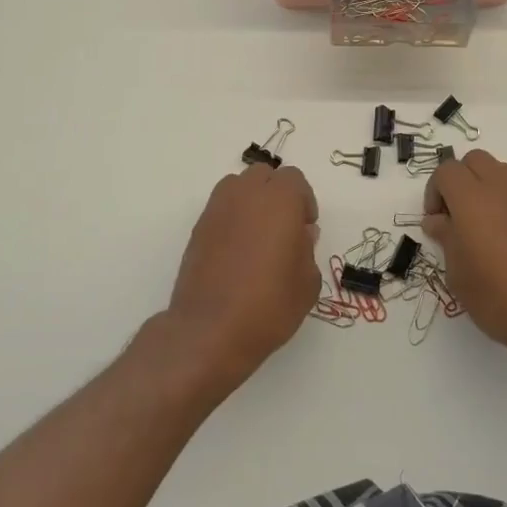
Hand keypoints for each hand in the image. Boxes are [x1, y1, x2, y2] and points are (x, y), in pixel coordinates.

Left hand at [165, 163, 321, 391]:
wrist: (210, 330)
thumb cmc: (269, 305)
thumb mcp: (307, 282)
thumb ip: (307, 249)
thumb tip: (301, 234)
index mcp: (280, 200)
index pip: (294, 179)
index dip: (304, 201)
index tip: (305, 228)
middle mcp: (246, 194)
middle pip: (264, 176)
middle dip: (277, 194)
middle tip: (284, 228)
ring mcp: (218, 208)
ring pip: (239, 186)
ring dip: (252, 201)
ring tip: (258, 236)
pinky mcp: (198, 228)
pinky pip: (221, 208)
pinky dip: (232, 218)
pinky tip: (236, 251)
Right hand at [424, 150, 506, 374]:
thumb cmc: (499, 299)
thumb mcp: (459, 275)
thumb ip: (446, 239)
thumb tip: (438, 221)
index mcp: (472, 199)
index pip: (446, 171)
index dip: (434, 191)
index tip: (435, 222)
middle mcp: (501, 189)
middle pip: (474, 160)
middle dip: (459, 180)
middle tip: (455, 216)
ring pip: (499, 171)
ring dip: (483, 186)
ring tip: (480, 225)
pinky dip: (505, 202)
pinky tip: (506, 239)